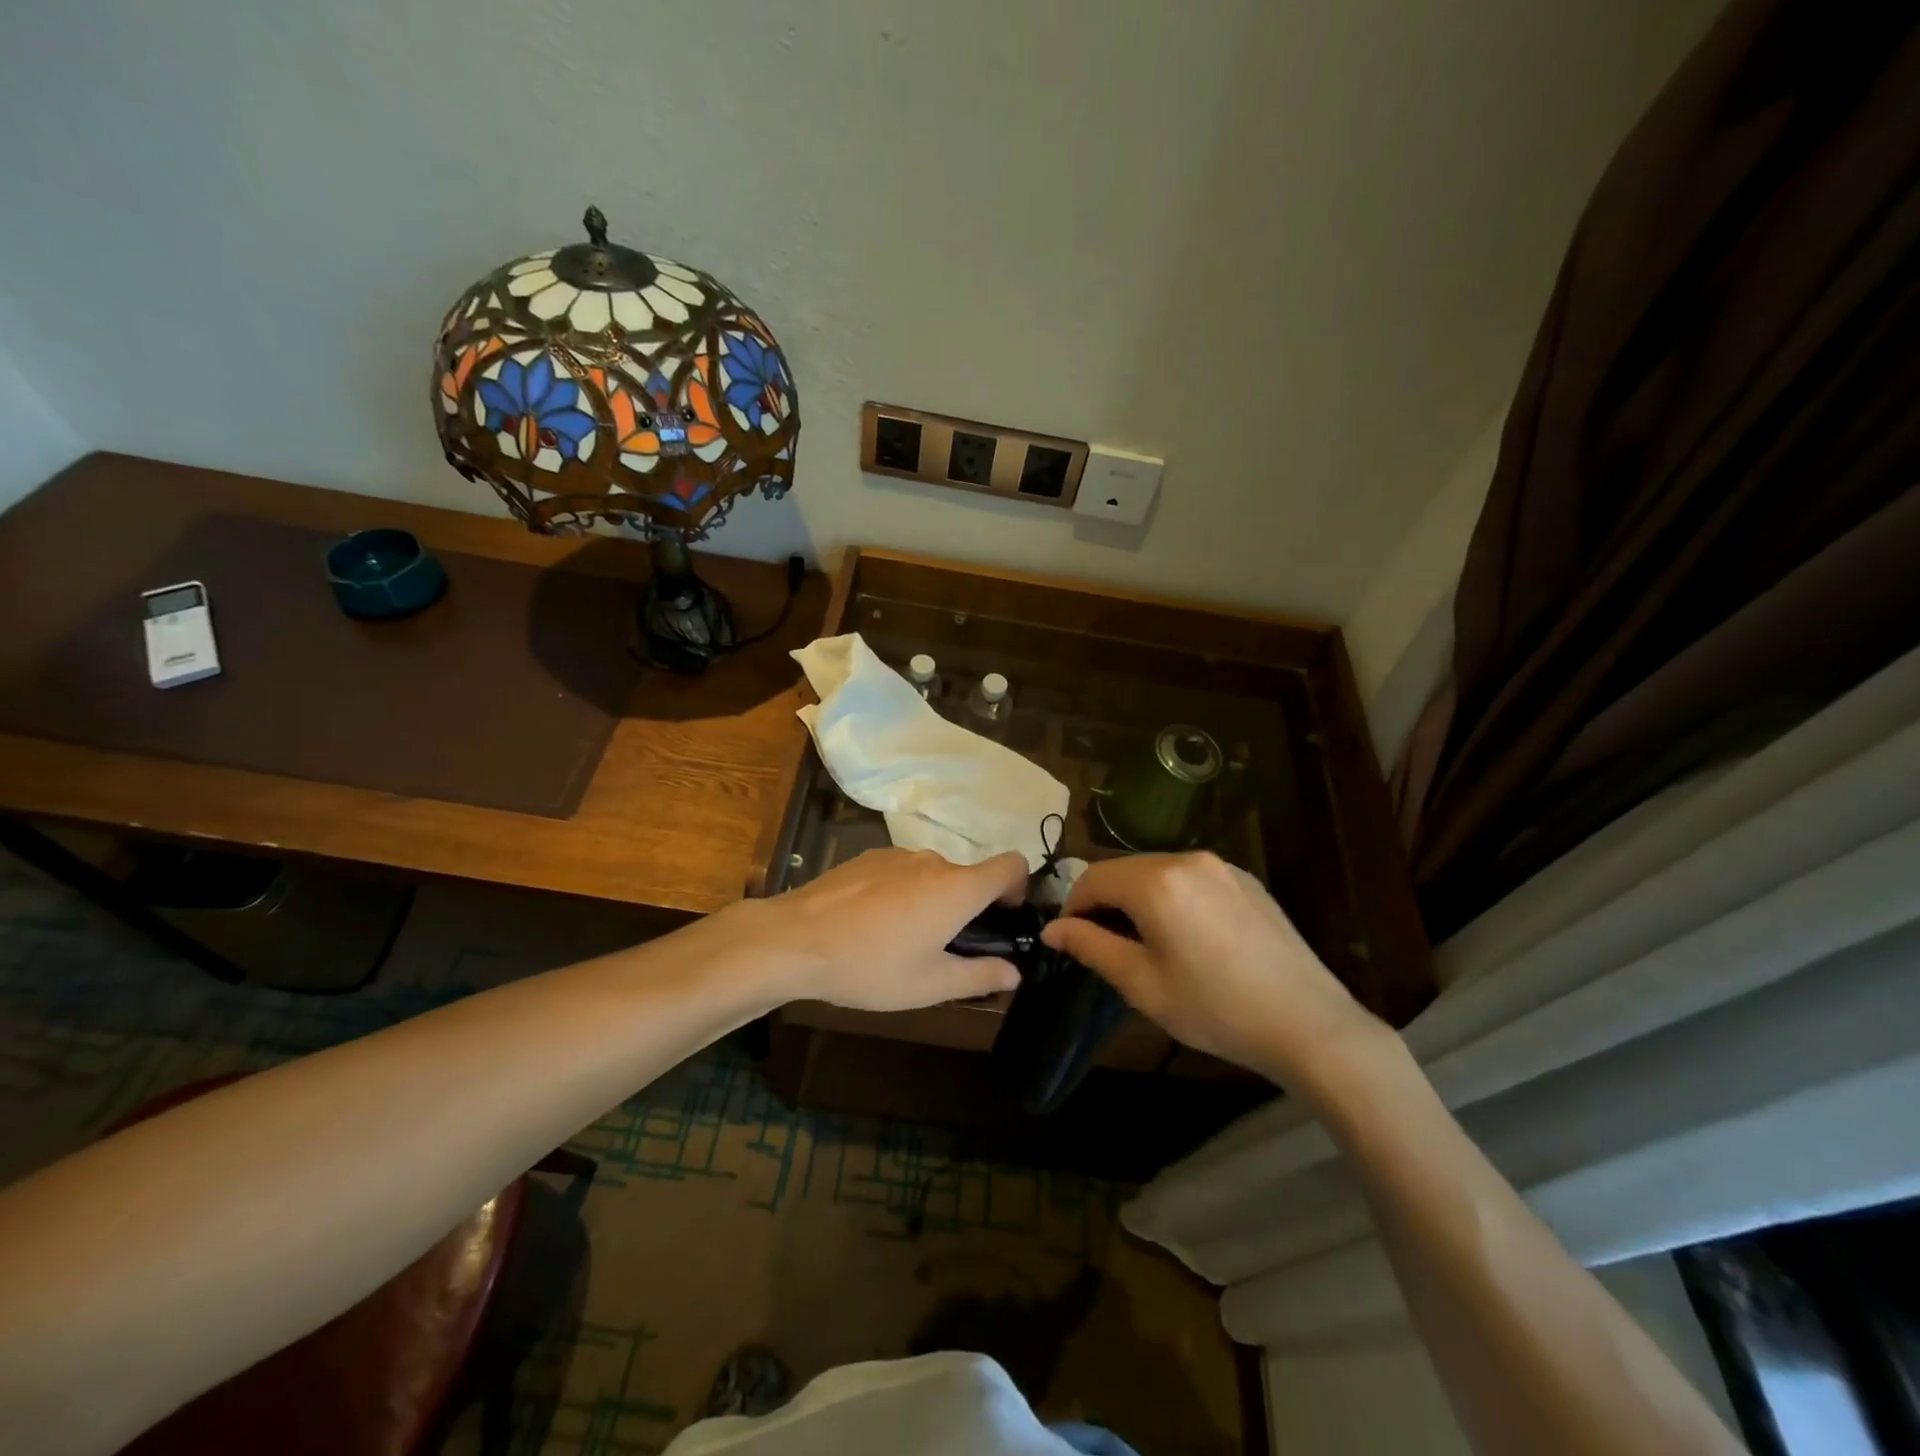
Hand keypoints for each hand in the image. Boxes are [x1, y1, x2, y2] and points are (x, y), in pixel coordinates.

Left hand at [754, 848, 1027, 1010]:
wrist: (795, 940)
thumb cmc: (872, 965)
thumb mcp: (930, 984)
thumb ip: (980, 976)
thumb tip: (1014, 971)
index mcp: (958, 888)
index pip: (1012, 864)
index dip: (1019, 886)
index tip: (1003, 917)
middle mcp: (933, 861)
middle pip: (968, 876)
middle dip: (967, 907)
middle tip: (945, 949)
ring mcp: (897, 855)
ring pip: (932, 875)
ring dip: (932, 900)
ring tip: (901, 941)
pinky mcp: (868, 857)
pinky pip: (901, 872)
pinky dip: (901, 892)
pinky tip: (872, 924)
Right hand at [1040, 852, 1388, 1093]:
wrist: (1308, 1024)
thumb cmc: (1214, 1007)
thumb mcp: (1141, 983)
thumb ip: (1090, 946)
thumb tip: (1053, 928)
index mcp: (1156, 880)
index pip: (1092, 877)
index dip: (1073, 907)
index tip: (1070, 940)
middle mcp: (1187, 859)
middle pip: (1125, 870)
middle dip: (1105, 902)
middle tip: (1104, 946)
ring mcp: (1222, 867)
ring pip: (1159, 872)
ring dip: (1139, 899)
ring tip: (1145, 944)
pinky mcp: (1247, 881)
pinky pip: (1192, 879)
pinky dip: (1173, 898)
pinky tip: (1188, 939)